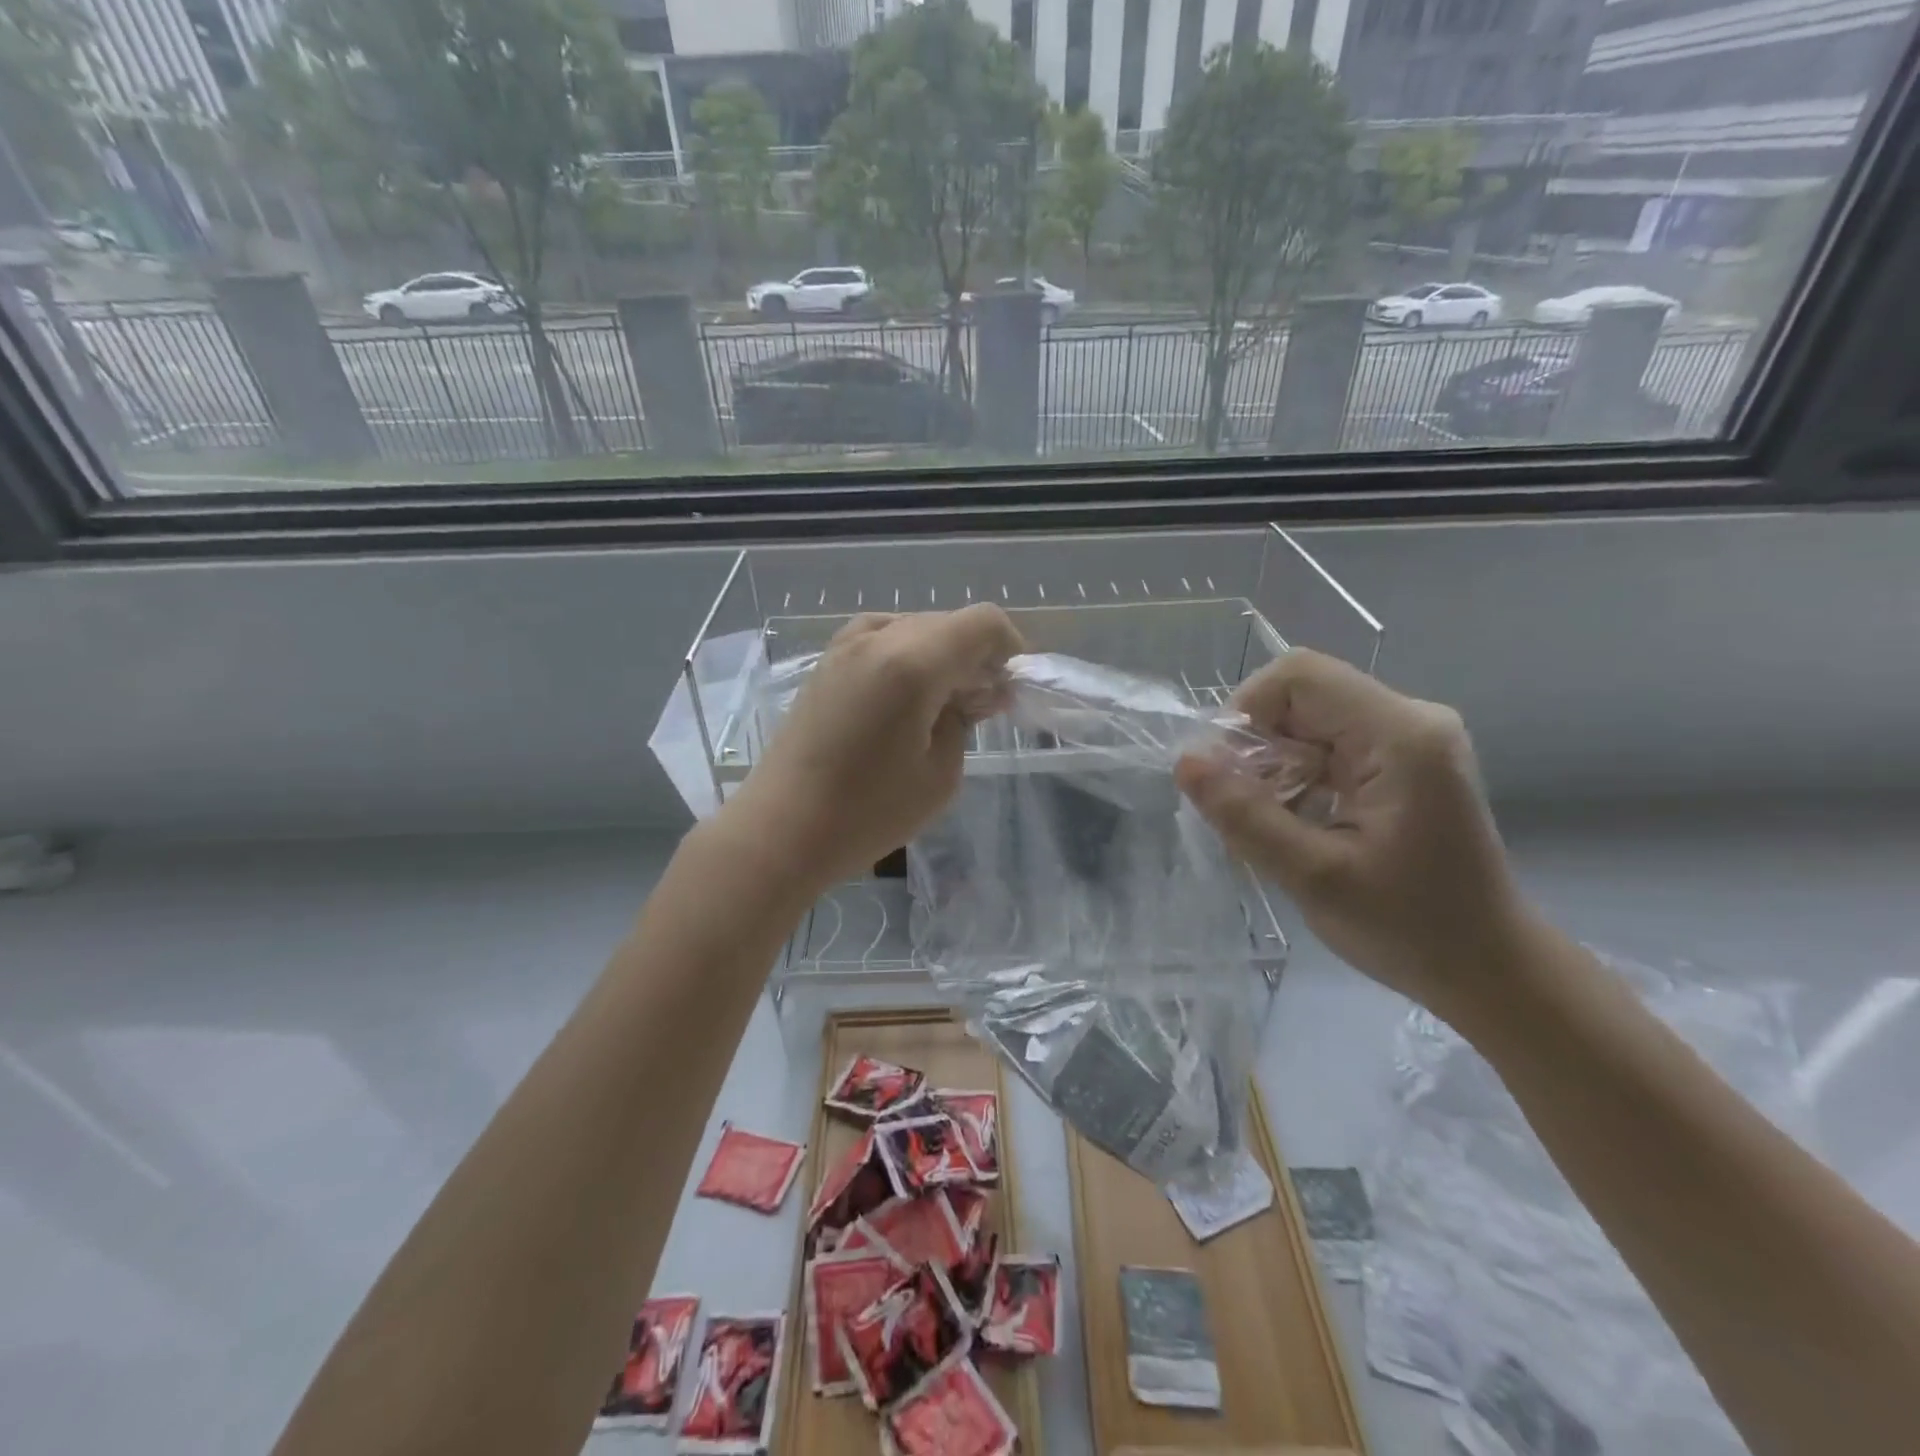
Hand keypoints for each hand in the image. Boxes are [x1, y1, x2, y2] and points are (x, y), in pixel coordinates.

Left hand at [719, 605, 1024, 894]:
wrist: (781, 829)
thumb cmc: (868, 813)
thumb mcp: (940, 774)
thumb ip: (965, 719)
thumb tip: (978, 691)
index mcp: (912, 663)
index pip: (982, 622)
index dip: (1008, 647)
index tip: (1009, 687)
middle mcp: (877, 638)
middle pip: (947, 623)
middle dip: (974, 656)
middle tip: (980, 707)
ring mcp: (844, 645)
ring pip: (914, 628)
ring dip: (939, 656)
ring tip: (941, 706)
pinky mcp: (825, 662)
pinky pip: (881, 640)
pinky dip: (906, 657)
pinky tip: (904, 700)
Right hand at [1175, 649, 1524, 1019]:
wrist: (1488, 969)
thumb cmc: (1410, 928)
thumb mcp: (1314, 877)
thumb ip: (1245, 816)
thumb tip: (1185, 762)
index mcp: (1400, 736)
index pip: (1299, 676)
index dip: (1246, 711)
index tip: (1226, 774)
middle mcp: (1409, 720)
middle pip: (1301, 696)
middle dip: (1257, 747)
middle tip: (1244, 809)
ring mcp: (1409, 740)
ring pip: (1307, 721)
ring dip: (1273, 766)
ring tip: (1270, 824)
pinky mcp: (1402, 762)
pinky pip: (1326, 745)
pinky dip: (1296, 777)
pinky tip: (1297, 823)